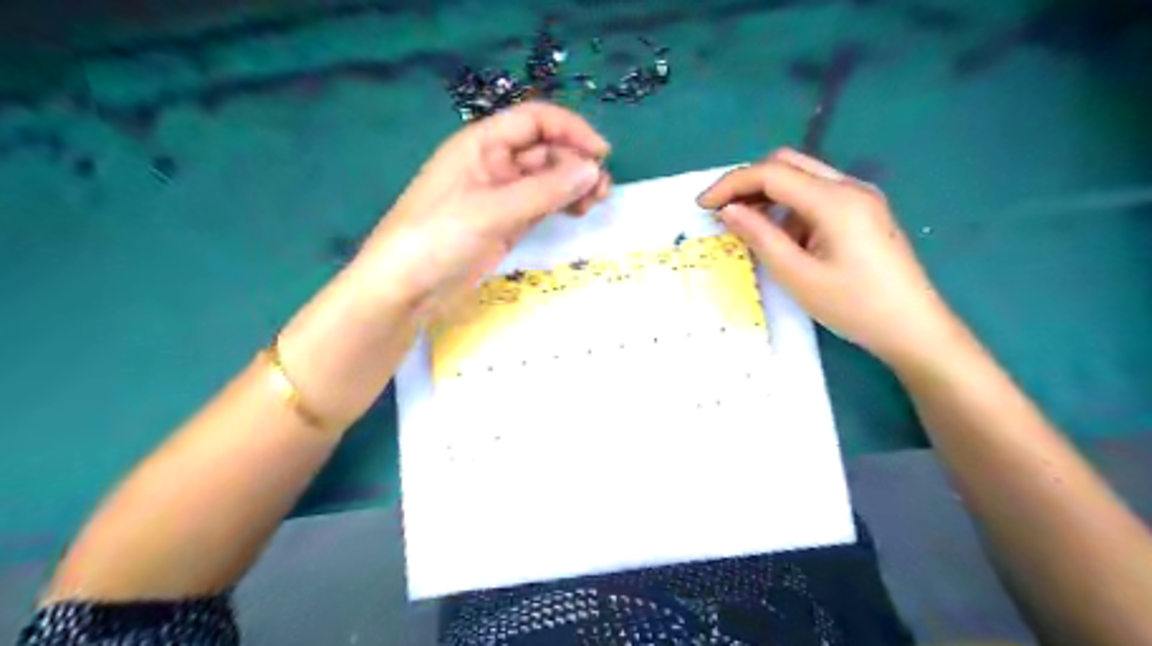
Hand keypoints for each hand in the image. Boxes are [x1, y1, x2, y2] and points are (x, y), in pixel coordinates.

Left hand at [358, 100, 611, 312]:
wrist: (406, 288)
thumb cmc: (438, 237)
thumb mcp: (493, 211)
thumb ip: (544, 191)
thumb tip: (592, 170)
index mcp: (481, 144)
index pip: (534, 121)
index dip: (570, 130)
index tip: (601, 154)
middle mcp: (493, 163)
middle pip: (545, 151)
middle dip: (575, 164)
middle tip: (600, 191)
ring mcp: (500, 195)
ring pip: (546, 179)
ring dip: (572, 185)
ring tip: (593, 203)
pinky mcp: (505, 223)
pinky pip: (541, 204)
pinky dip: (561, 205)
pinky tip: (576, 212)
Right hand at [697, 147, 960, 366]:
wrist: (914, 327)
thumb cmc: (854, 307)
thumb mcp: (798, 276)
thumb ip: (760, 237)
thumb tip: (728, 210)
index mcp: (835, 201)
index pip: (771, 173)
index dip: (731, 184)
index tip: (701, 206)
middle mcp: (849, 186)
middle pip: (787, 163)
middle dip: (748, 182)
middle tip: (721, 212)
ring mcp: (860, 197)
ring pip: (802, 177)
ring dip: (769, 195)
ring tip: (747, 228)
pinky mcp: (862, 210)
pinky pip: (816, 195)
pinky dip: (789, 207)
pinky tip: (783, 237)